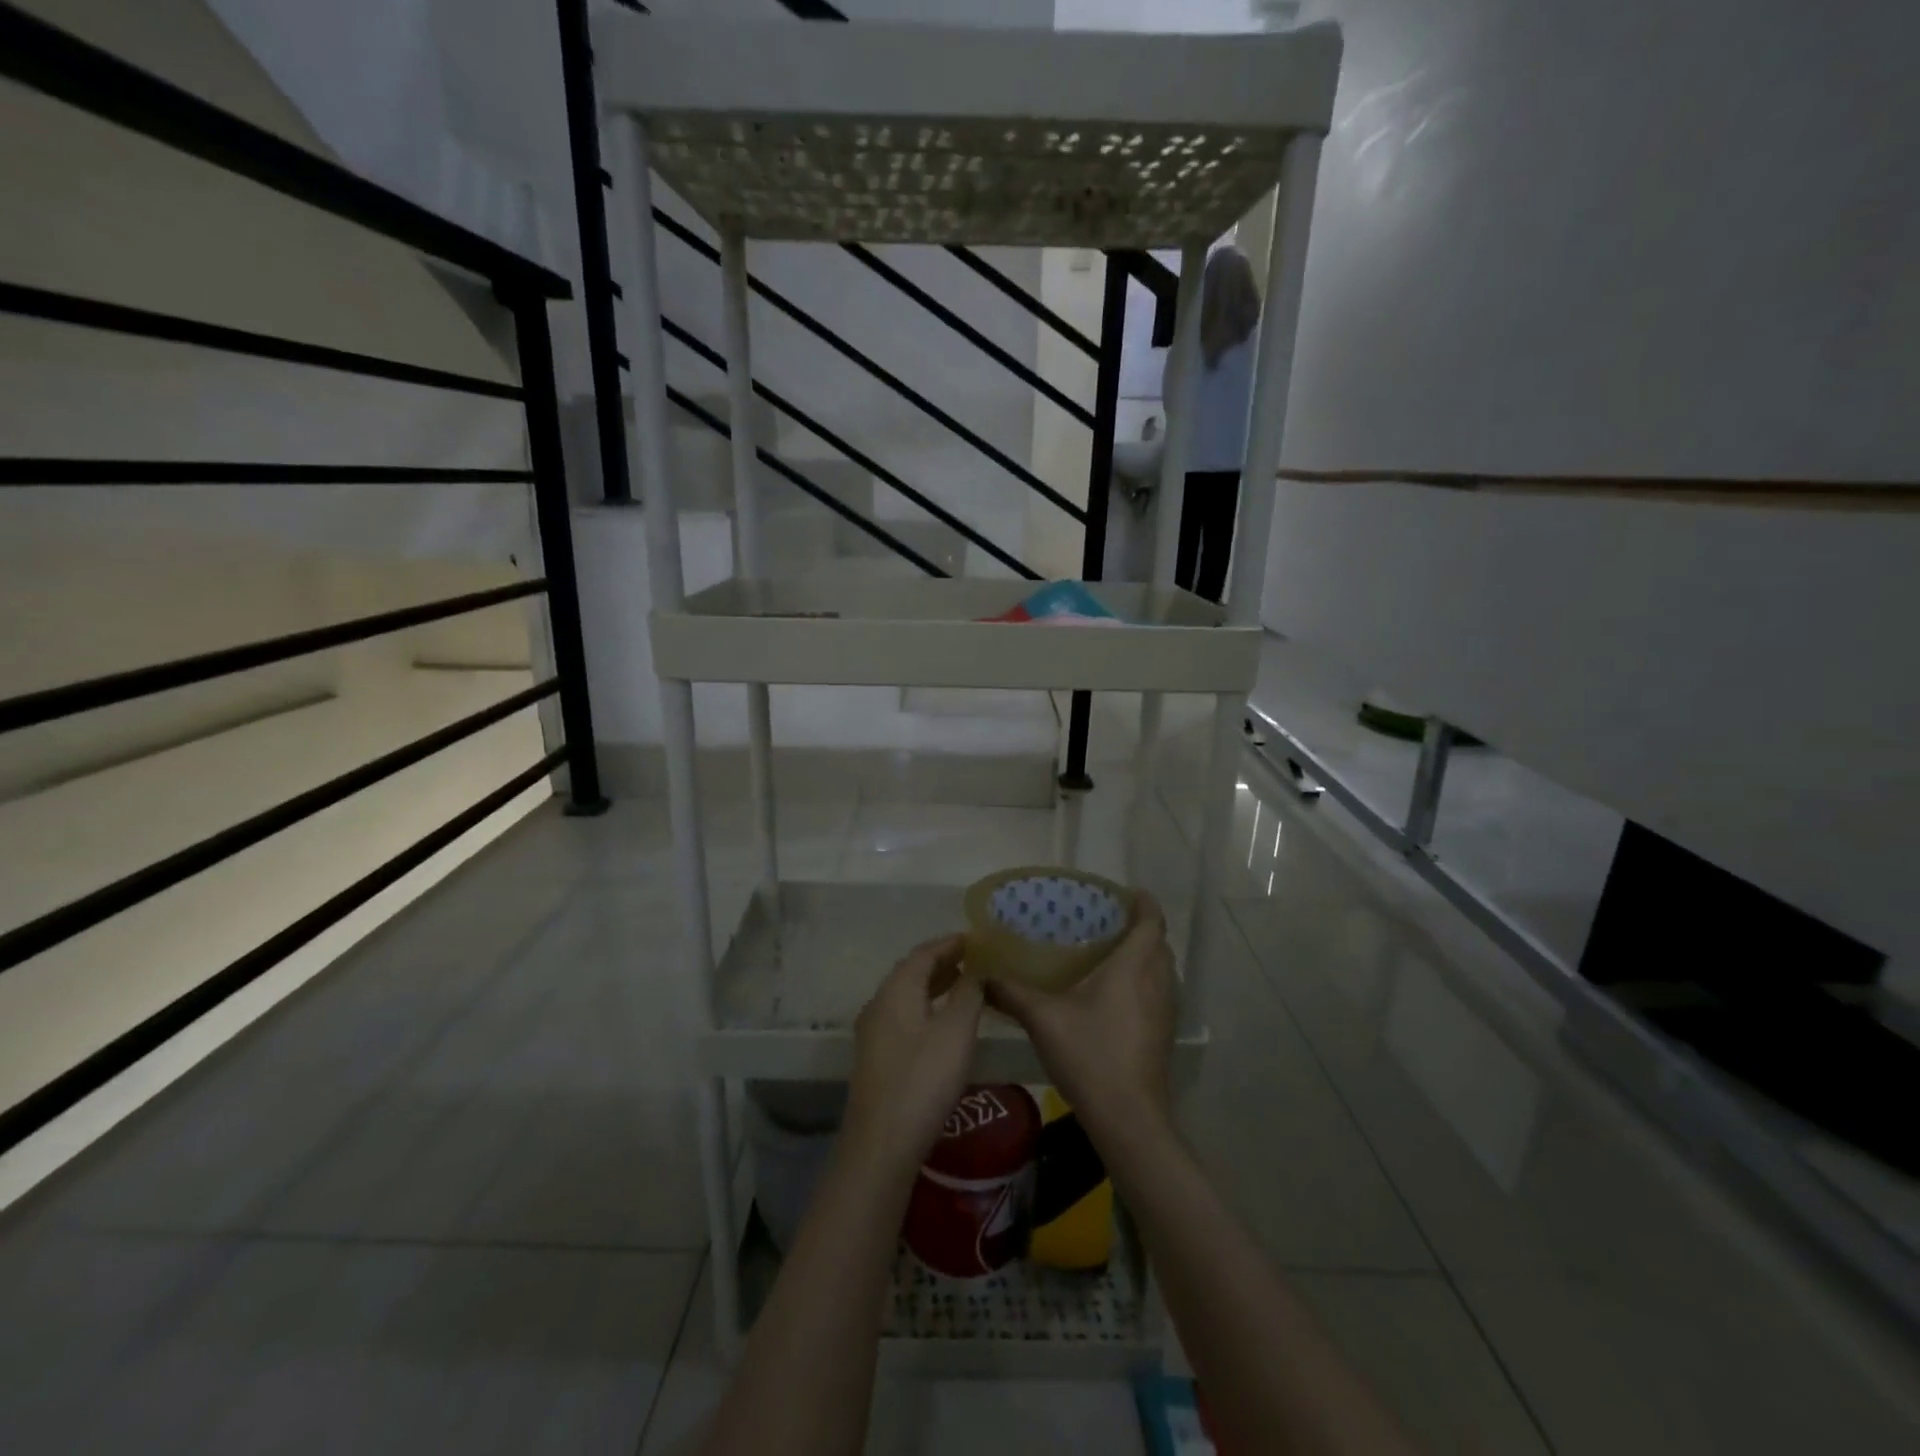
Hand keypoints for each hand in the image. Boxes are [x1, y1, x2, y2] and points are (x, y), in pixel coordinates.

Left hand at [843, 935, 984, 1179]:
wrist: (882, 1141)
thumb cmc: (924, 1078)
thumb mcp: (957, 1031)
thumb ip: (968, 994)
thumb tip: (975, 971)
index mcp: (897, 989)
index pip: (924, 953)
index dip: (950, 943)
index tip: (974, 939)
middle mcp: (879, 1002)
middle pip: (911, 971)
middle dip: (941, 962)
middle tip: (972, 959)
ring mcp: (873, 1031)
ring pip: (906, 995)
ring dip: (933, 985)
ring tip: (962, 984)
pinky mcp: (875, 1056)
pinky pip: (903, 1015)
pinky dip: (925, 1006)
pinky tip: (942, 1022)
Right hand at [987, 893, 1176, 1141]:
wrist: (1128, 1118)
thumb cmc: (1090, 1055)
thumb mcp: (1043, 1019)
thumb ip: (1013, 993)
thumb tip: (983, 975)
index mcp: (1133, 968)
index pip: (1151, 923)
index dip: (1144, 903)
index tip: (1129, 893)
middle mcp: (1157, 983)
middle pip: (1159, 944)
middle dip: (1142, 928)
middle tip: (1109, 922)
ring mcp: (1165, 1011)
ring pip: (1162, 970)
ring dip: (1145, 956)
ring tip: (1111, 954)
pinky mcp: (1163, 1034)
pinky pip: (1159, 992)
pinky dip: (1144, 981)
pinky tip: (1115, 996)